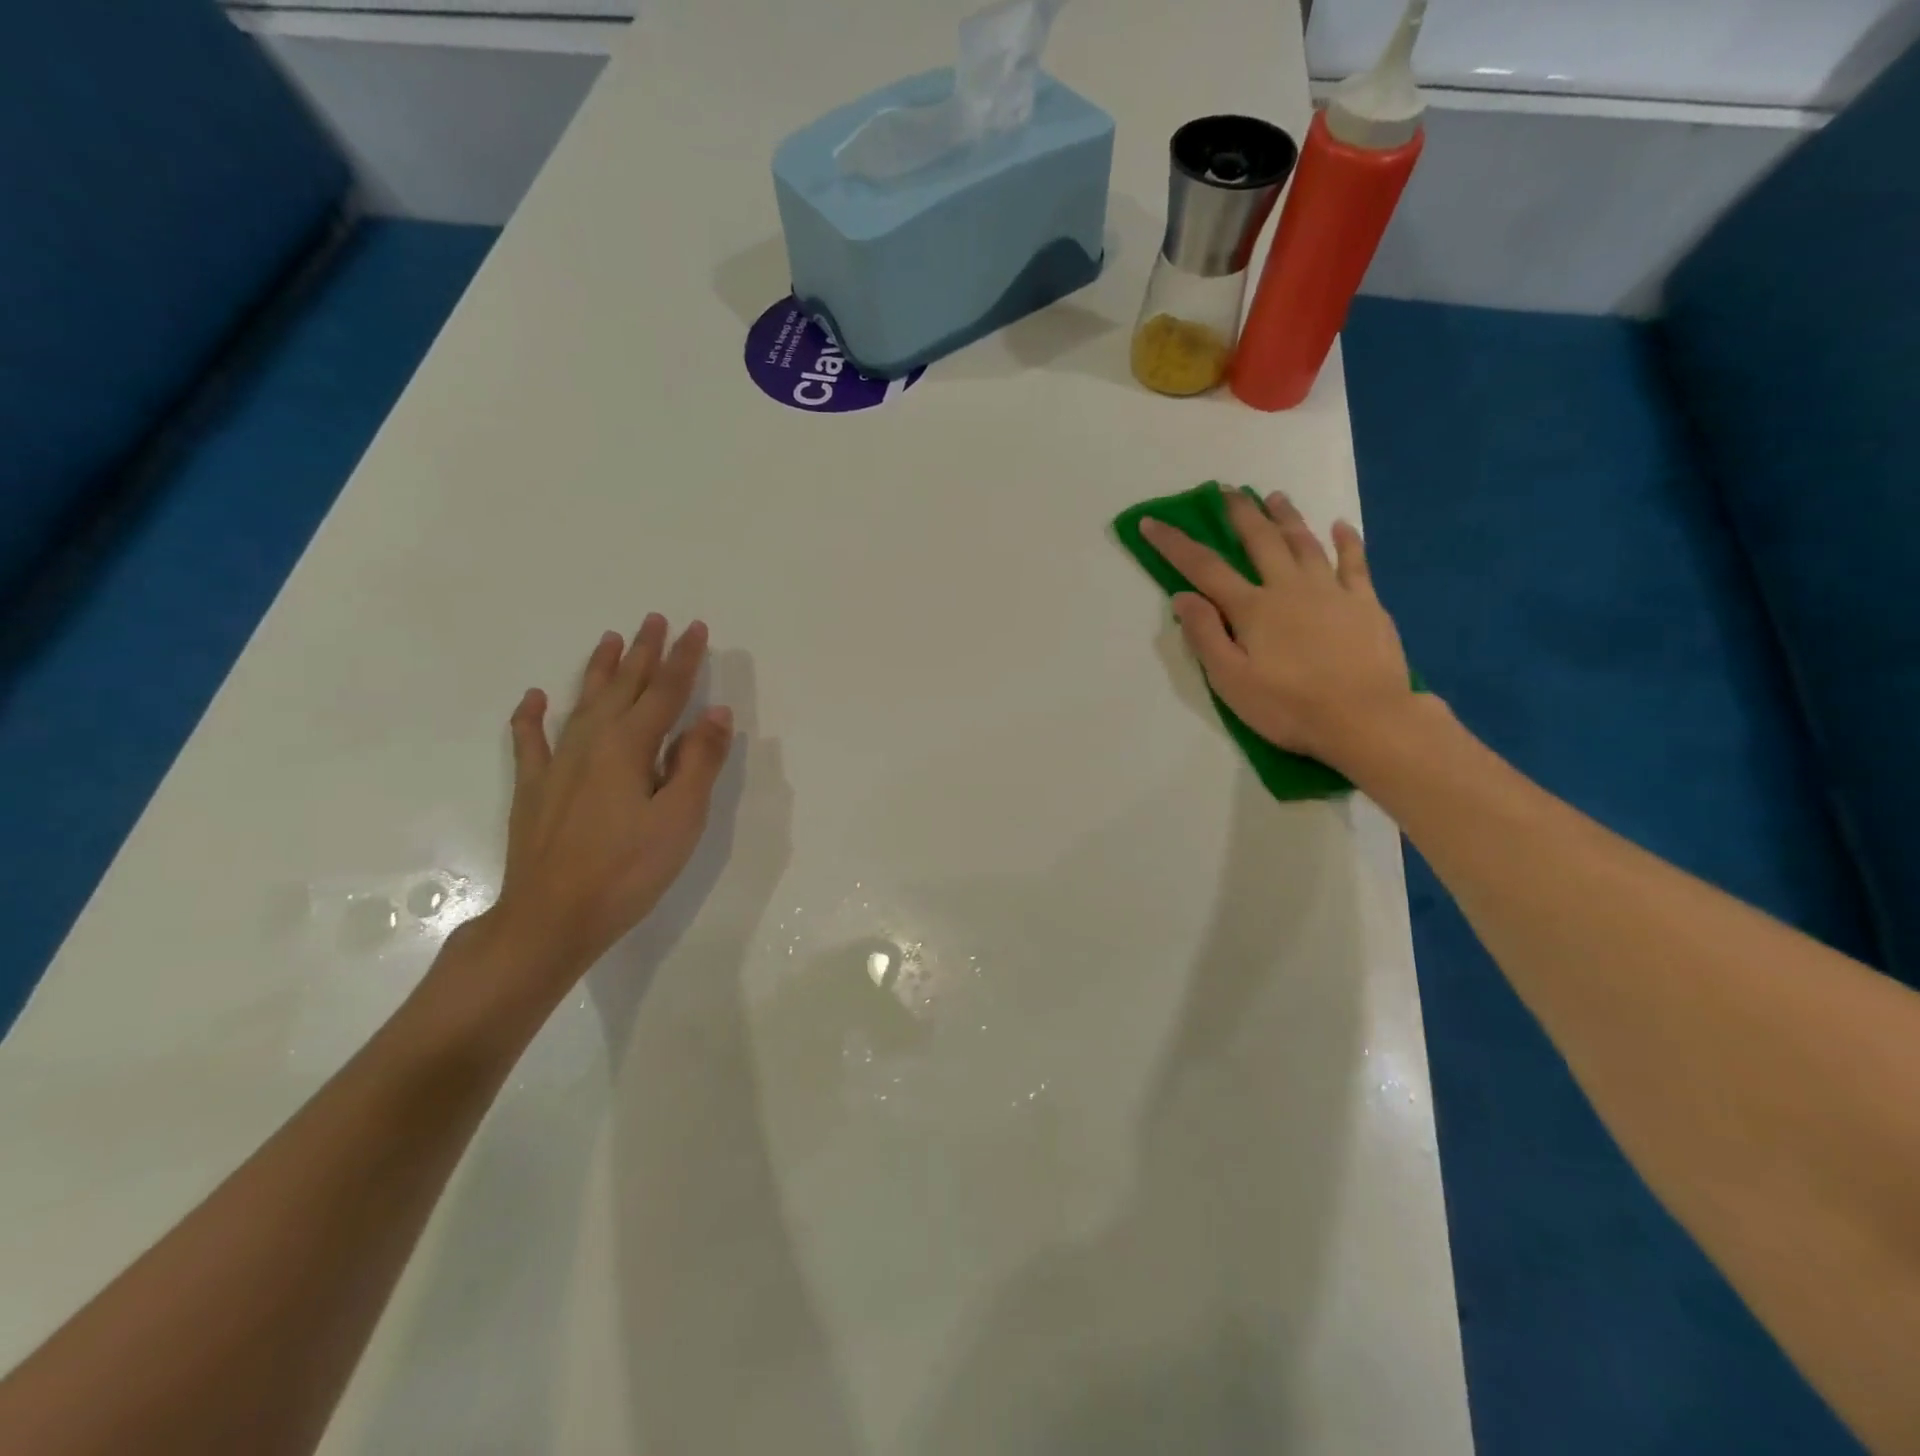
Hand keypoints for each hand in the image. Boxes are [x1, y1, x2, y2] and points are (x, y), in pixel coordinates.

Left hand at [482, 617, 733, 990]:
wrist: (551, 918)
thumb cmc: (628, 870)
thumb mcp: (680, 818)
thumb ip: (698, 762)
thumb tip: (715, 713)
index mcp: (630, 747)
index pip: (665, 692)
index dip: (683, 659)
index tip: (696, 628)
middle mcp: (592, 743)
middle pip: (623, 688)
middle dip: (644, 653)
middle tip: (655, 620)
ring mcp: (558, 765)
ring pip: (583, 703)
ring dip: (600, 670)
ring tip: (611, 640)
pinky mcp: (535, 789)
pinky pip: (530, 741)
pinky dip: (531, 716)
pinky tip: (535, 698)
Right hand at [1140, 489, 1417, 772]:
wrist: (1366, 719)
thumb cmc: (1289, 707)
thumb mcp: (1231, 681)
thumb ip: (1206, 636)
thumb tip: (1182, 597)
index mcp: (1252, 609)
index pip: (1204, 568)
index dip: (1175, 544)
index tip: (1152, 522)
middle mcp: (1289, 588)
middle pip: (1260, 541)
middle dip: (1240, 513)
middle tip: (1227, 490)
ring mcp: (1332, 591)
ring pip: (1305, 543)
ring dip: (1287, 517)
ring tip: (1274, 497)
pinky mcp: (1365, 603)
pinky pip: (1355, 563)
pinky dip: (1347, 541)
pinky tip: (1341, 526)